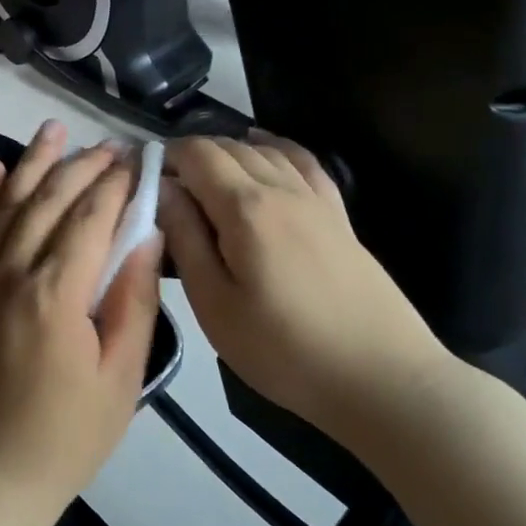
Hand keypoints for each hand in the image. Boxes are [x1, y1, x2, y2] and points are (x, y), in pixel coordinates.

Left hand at [0, 122, 162, 519]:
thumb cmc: (66, 436)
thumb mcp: (121, 377)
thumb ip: (134, 300)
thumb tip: (148, 236)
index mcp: (55, 292)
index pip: (90, 217)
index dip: (118, 184)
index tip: (142, 160)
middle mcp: (14, 272)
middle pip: (50, 200)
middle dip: (84, 166)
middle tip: (115, 146)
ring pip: (10, 204)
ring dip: (34, 163)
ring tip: (55, 129)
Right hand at [156, 135, 449, 438]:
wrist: (381, 378)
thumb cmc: (284, 349)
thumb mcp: (215, 304)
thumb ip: (185, 239)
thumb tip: (162, 190)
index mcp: (245, 207)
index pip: (196, 155)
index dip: (165, 157)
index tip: (144, 182)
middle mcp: (281, 187)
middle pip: (228, 147)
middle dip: (191, 156)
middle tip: (166, 191)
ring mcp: (315, 198)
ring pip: (264, 150)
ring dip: (228, 152)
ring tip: (203, 177)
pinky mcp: (338, 215)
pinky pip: (304, 162)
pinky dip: (277, 147)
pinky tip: (265, 147)